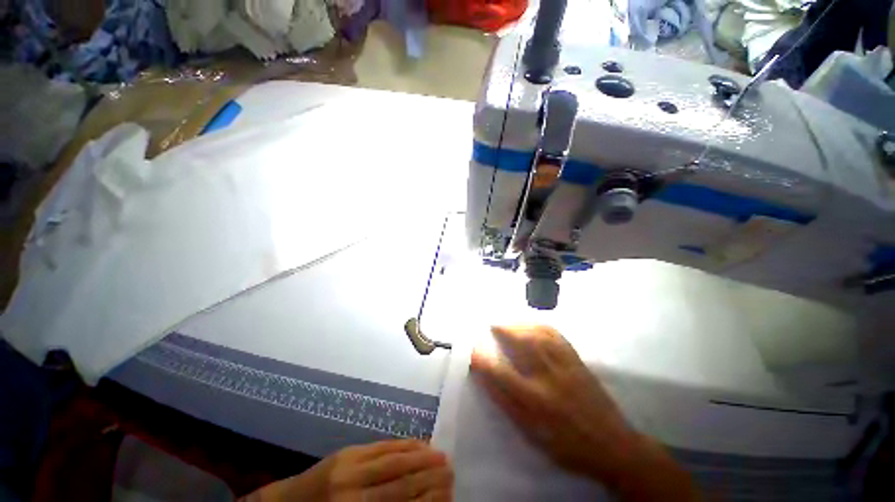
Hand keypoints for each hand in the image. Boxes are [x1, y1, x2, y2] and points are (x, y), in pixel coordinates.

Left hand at [243, 440, 452, 501]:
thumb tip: (419, 501)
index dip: (427, 498)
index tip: (449, 491)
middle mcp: (353, 492)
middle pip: (401, 482)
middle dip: (430, 475)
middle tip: (451, 470)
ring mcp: (349, 466)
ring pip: (394, 459)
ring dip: (421, 456)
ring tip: (441, 454)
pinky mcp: (347, 451)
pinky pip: (382, 445)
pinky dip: (403, 444)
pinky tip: (418, 443)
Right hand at [470, 326, 697, 500]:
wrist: (614, 445)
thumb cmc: (568, 446)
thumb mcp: (533, 434)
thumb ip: (508, 405)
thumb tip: (486, 380)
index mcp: (536, 400)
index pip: (502, 374)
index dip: (484, 360)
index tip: (473, 350)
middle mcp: (549, 377)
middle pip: (522, 344)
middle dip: (504, 330)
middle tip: (492, 325)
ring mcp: (565, 365)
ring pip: (539, 335)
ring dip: (520, 325)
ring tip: (509, 323)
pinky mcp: (577, 360)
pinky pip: (557, 335)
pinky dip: (540, 325)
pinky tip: (533, 325)